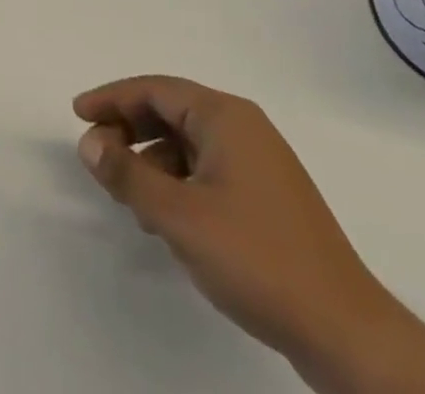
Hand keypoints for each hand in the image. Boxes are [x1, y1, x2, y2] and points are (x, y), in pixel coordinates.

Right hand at [73, 76, 392, 365]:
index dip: (111, 98)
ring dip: (152, 162)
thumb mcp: (179, 216)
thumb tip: (90, 142)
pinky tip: (167, 220)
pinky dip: (178, 183)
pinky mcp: (268, 199)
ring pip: (188, 145)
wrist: (347, 334)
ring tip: (131, 200)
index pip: (155, 90)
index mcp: (225, 116)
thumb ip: (127, 174)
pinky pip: (207, 170)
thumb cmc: (257, 258)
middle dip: (129, 130)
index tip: (77, 114)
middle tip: (98, 155)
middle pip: (171, 112)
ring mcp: (260, 164)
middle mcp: (244, 128)